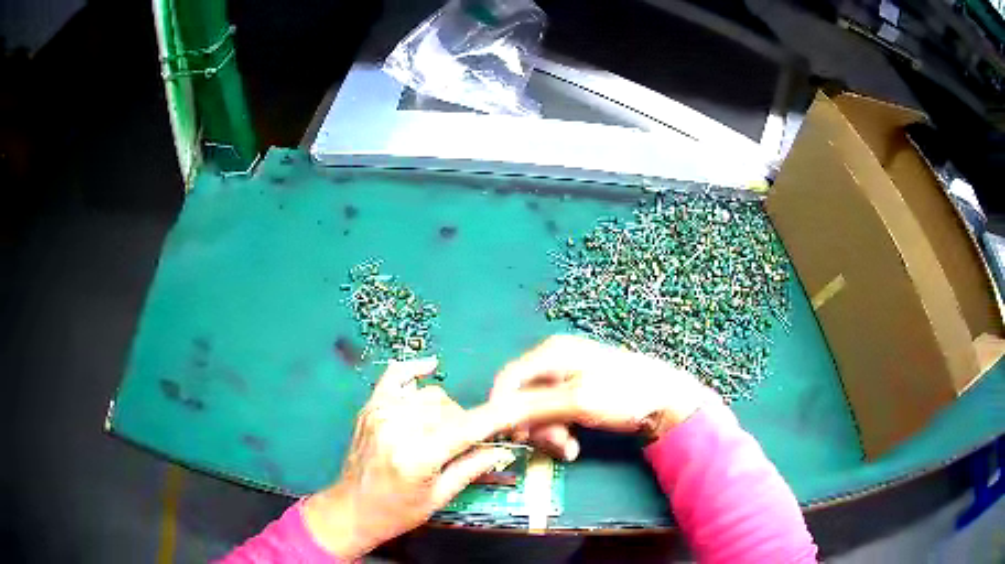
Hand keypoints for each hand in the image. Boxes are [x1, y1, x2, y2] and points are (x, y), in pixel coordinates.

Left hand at [303, 357, 520, 558]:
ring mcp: (380, 412)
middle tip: (469, 447)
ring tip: (444, 433)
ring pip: (431, 395)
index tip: (519, 412)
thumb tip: (504, 449)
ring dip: (446, 411)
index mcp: (417, 456)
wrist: (351, 509)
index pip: (467, 428)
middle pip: (450, 409)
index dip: (497, 418)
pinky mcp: (370, 407)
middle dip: (467, 425)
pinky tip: (430, 366)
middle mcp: (397, 427)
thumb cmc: (397, 512)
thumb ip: (471, 468)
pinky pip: (395, 376)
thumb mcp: (438, 497)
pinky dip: (414, 369)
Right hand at [491, 335, 710, 461]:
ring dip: (549, 433)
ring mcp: (569, 377)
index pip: (508, 378)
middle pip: (524, 396)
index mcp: (552, 353)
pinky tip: (574, 445)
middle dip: (535, 426)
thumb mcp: (576, 402)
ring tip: (569, 449)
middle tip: (555, 445)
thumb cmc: (623, 395)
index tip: (509, 436)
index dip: (502, 408)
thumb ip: (532, 406)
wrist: (668, 401)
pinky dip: (561, 431)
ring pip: (540, 410)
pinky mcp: (579, 392)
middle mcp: (556, 361)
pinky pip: (556, 413)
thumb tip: (495, 413)